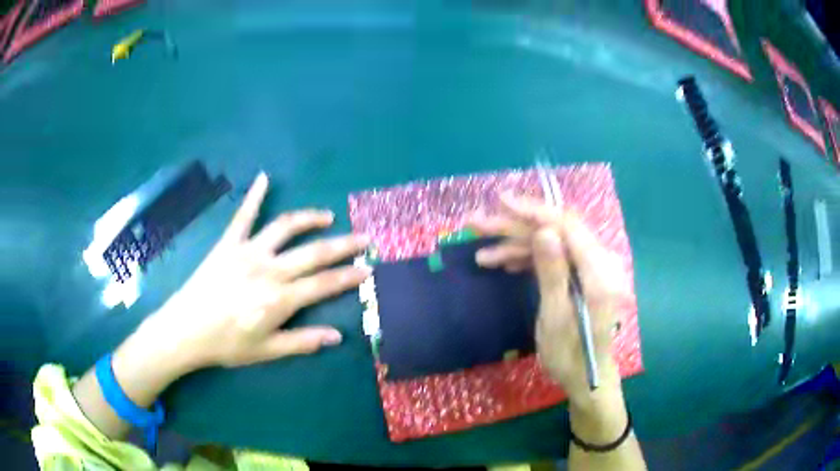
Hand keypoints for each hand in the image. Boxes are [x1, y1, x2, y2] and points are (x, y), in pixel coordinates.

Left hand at [133, 172, 370, 372]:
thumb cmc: (226, 344)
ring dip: (309, 218)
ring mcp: (247, 252)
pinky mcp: (228, 243)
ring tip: (327, 216)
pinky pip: (243, 215)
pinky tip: (264, 177)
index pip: (324, 284)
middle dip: (343, 245)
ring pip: (285, 227)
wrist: (185, 329)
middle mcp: (268, 269)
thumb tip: (337, 336)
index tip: (368, 269)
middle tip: (363, 237)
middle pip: (313, 252)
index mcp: (279, 299)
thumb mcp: (266, 350)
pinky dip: (254, 195)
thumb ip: (302, 341)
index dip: (349, 276)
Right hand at [469, 195, 627, 402]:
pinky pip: (552, 259)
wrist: (586, 378)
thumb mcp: (556, 317)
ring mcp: (589, 269)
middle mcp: (598, 262)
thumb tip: (545, 231)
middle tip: (477, 223)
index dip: (534, 211)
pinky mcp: (579, 277)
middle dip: (516, 227)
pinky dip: (528, 259)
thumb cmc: (571, 355)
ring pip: (550, 244)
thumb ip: (553, 272)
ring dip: (516, 245)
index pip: (567, 226)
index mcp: (599, 271)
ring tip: (481, 251)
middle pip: (556, 231)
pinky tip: (503, 263)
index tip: (501, 201)